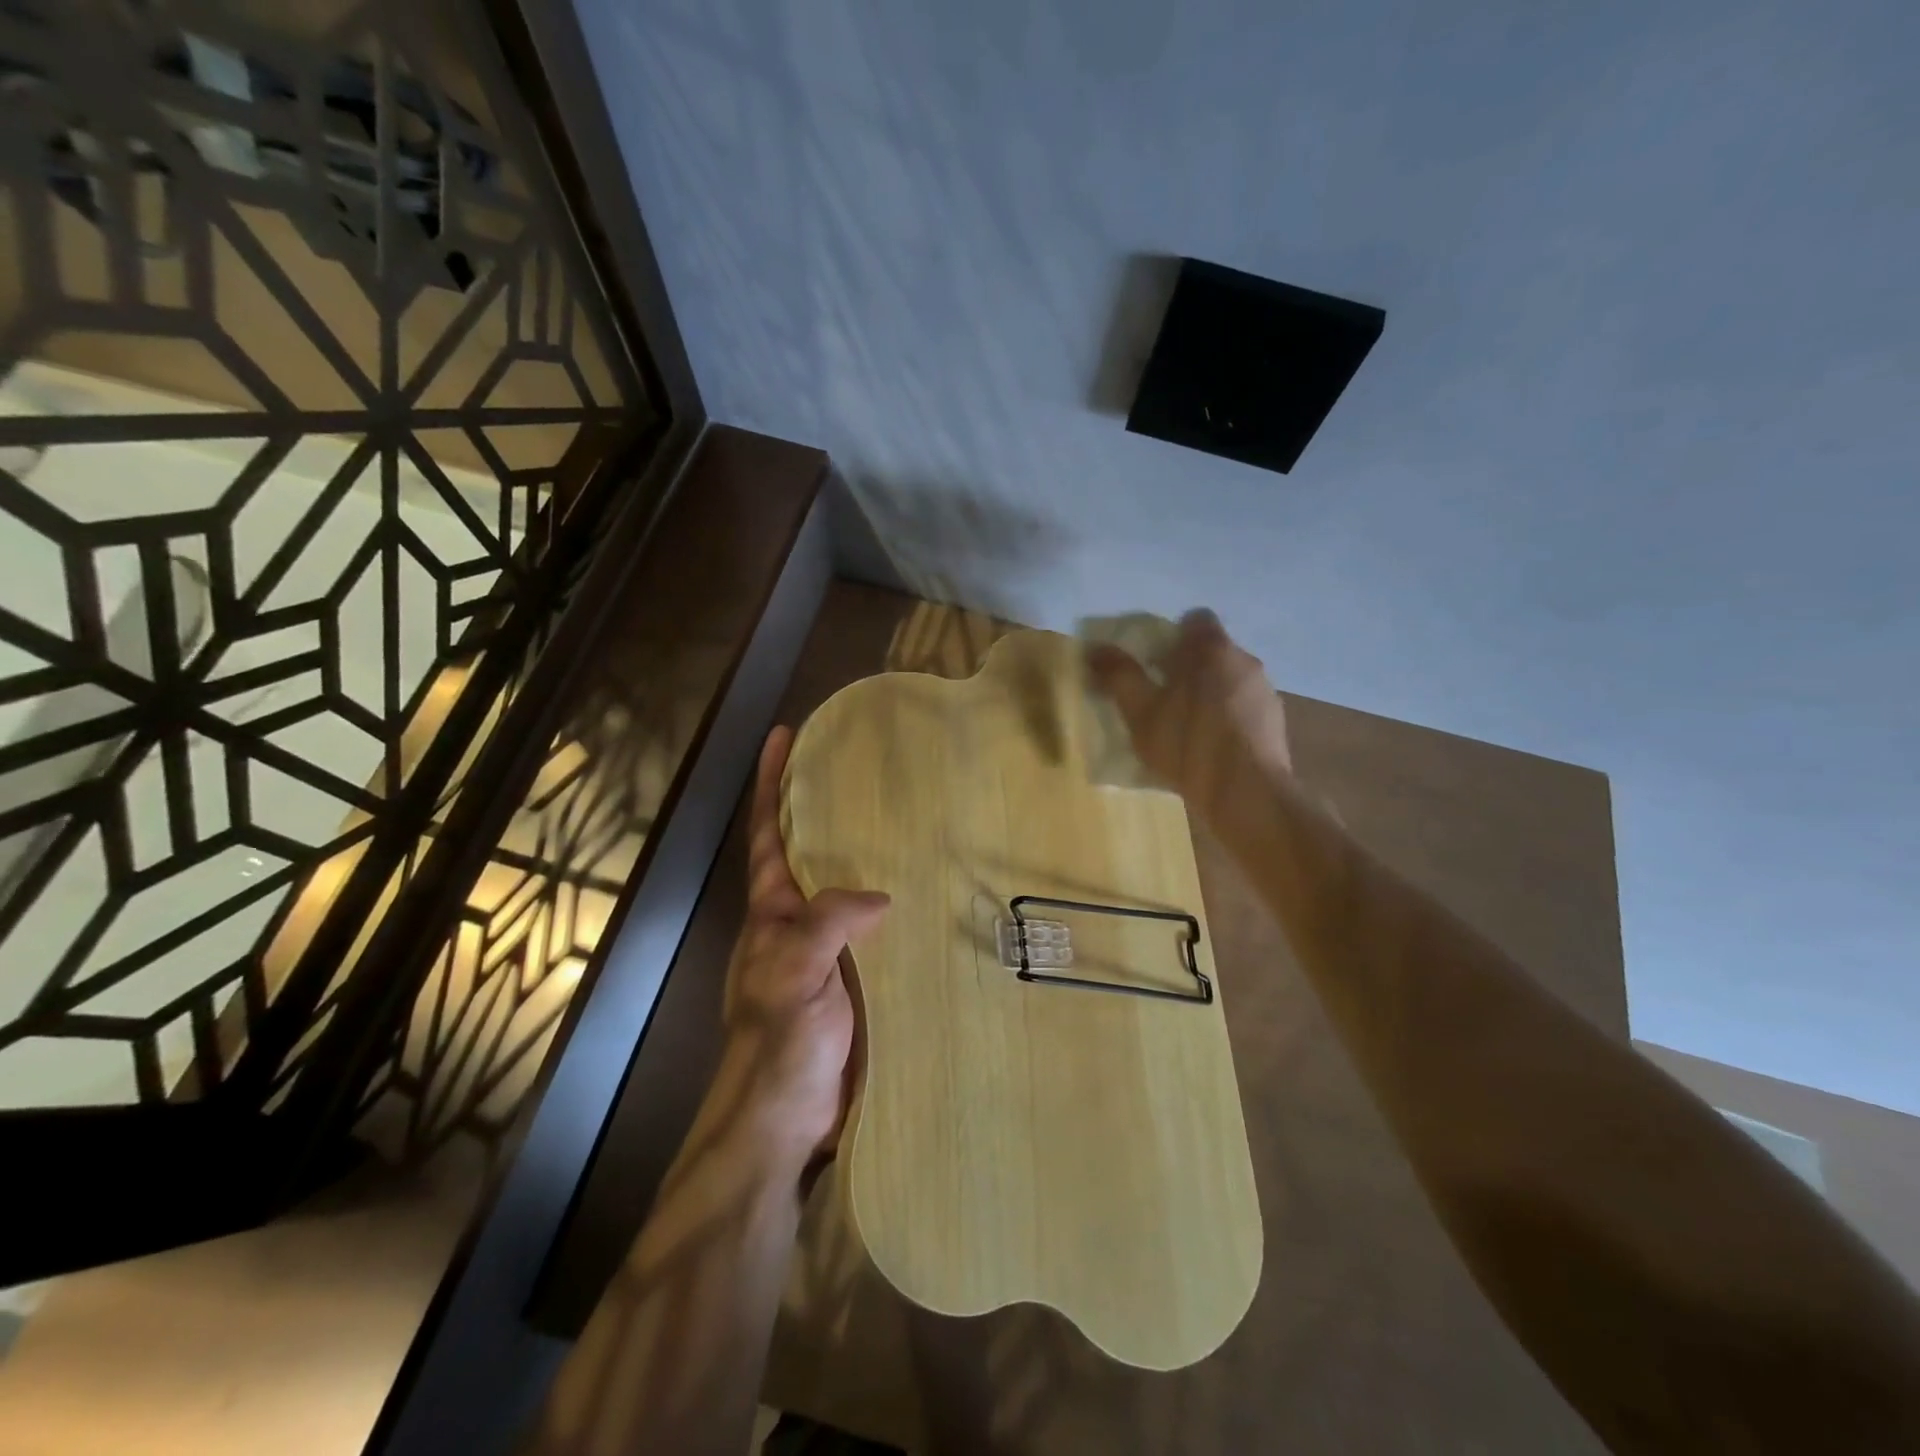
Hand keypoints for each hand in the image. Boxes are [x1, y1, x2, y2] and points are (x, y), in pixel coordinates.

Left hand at [717, 726, 889, 1168]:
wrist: (785, 1124)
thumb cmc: (778, 1044)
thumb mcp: (795, 973)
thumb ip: (828, 924)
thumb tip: (881, 897)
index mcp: (773, 912)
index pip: (768, 834)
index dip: (772, 783)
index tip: (783, 735)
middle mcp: (797, 923)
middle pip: (811, 853)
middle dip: (826, 808)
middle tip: (866, 769)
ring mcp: (828, 953)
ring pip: (849, 890)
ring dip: (870, 856)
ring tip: (911, 820)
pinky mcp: (857, 981)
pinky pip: (879, 930)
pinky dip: (898, 906)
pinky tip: (932, 896)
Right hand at [1085, 609, 1294, 827]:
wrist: (1247, 795)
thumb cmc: (1188, 743)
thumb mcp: (1140, 711)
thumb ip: (1119, 675)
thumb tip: (1094, 647)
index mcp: (1212, 648)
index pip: (1194, 619)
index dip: (1171, 636)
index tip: (1152, 662)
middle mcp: (1245, 660)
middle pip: (1212, 651)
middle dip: (1187, 667)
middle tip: (1159, 695)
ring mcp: (1265, 692)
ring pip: (1229, 681)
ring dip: (1208, 694)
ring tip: (1183, 726)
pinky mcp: (1275, 724)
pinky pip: (1244, 709)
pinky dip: (1226, 719)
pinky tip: (1209, 748)